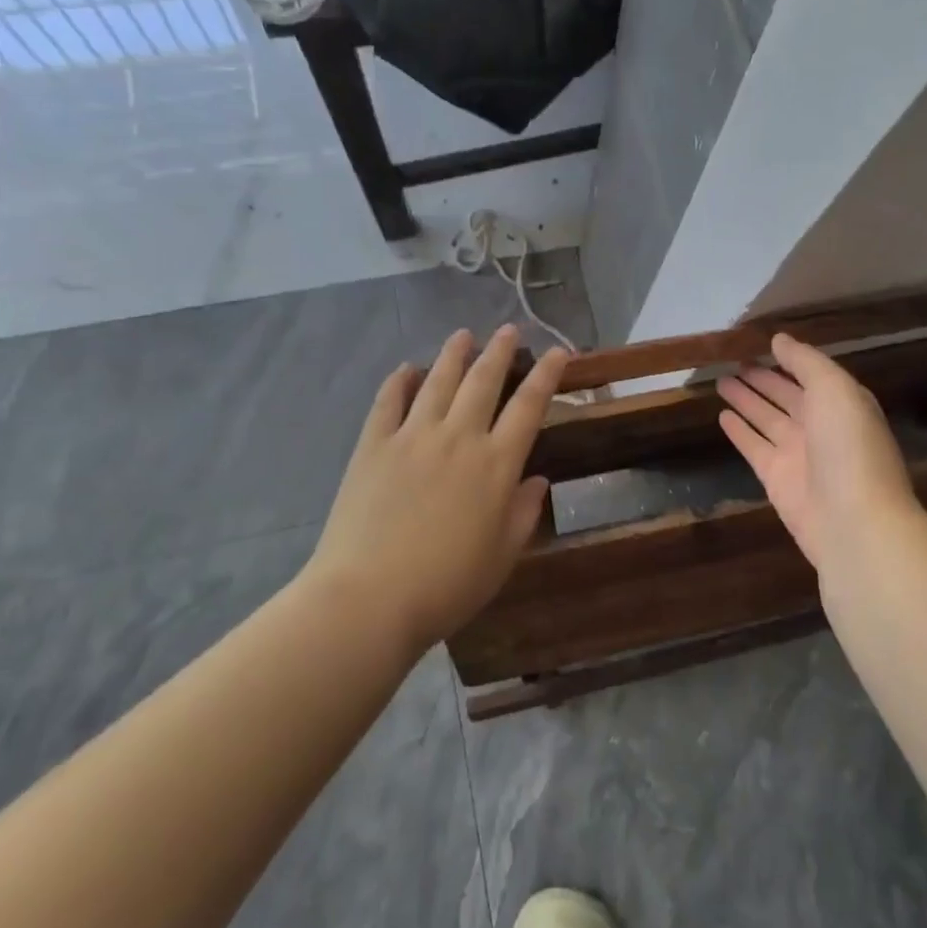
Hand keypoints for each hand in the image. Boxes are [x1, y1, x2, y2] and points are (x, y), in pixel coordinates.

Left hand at [310, 326, 566, 651]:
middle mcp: (459, 439)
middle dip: (499, 351)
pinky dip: (398, 381)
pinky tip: (406, 369)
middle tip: (508, 329)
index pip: (529, 407)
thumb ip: (523, 514)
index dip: (546, 375)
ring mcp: (412, 437)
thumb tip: (537, 480)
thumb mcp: (502, 558)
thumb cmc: (446, 586)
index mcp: (496, 465)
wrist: (369, 598)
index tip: (558, 352)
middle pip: (483, 382)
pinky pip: (387, 402)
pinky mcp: (373, 446)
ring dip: (454, 354)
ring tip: (463, 335)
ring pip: (438, 382)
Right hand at [717, 333, 920, 571]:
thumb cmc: (849, 446)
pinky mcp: (776, 478)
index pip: (811, 374)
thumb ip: (806, 361)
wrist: (853, 521)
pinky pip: (753, 446)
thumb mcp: (834, 389)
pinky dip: (739, 431)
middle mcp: (821, 427)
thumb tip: (779, 339)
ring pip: (766, 418)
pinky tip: (721, 415)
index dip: (788, 359)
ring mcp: (798, 454)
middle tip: (733, 361)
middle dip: (763, 379)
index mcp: (843, 403)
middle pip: (786, 396)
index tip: (760, 342)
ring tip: (720, 380)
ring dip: (746, 400)